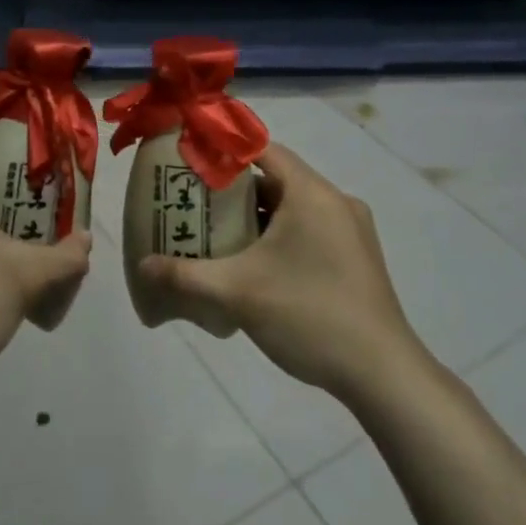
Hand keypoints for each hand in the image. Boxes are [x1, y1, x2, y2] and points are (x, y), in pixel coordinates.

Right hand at [135, 144, 429, 402]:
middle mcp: (335, 201)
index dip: (223, 150)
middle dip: (232, 189)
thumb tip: (142, 266)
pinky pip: (308, 228)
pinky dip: (277, 234)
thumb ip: (184, 275)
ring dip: (254, 215)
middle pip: (275, 178)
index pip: (262, 149)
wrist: (383, 375)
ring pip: (291, 206)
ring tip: (214, 232)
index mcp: (311, 193)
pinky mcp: (355, 257)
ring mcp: (350, 230)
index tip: (189, 161)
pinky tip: (252, 263)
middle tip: (192, 201)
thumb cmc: (309, 316)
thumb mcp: (237, 293)